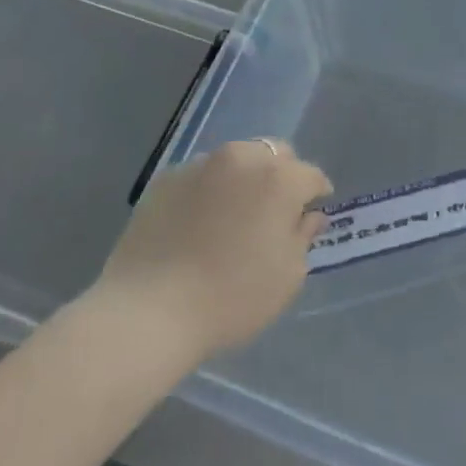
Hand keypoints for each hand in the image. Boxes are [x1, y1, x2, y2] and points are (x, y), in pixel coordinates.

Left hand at [97, 140, 330, 360]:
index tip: (313, 213)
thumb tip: (309, 215)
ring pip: (235, 160)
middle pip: (274, 154)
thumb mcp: (287, 277)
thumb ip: (303, 237)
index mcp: (279, 178)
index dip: (316, 194)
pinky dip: (208, 190)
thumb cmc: (231, 298)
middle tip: (274, 211)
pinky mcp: (166, 178)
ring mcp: (200, 164)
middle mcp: (242, 158)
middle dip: (281, 175)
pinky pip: (199, 176)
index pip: (311, 175)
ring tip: (232, 215)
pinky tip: (197, 223)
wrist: (149, 311)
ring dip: (243, 179)